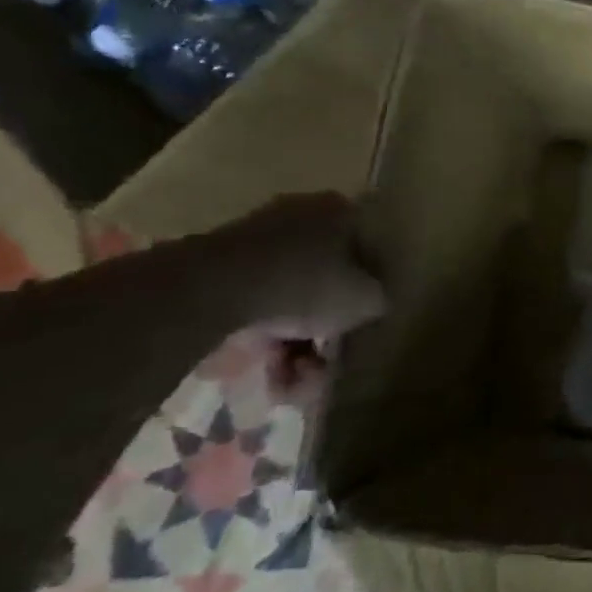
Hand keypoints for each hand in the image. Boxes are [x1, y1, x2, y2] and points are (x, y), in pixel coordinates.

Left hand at [209, 195, 385, 401]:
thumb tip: (372, 303)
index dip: (370, 291)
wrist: (211, 290)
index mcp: (341, 211)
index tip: (363, 325)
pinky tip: (266, 370)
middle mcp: (300, 214)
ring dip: (293, 343)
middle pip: (326, 279)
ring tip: (291, 380)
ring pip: (288, 295)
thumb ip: (379, 299)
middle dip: (325, 328)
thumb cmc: (307, 284)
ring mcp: (254, 238)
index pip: (370, 251)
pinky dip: (262, 335)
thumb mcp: (367, 299)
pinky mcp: (216, 264)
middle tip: (323, 363)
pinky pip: (254, 304)